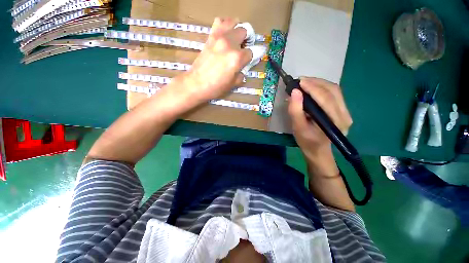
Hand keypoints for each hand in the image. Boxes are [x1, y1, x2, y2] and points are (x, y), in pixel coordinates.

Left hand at [179, 17, 252, 102]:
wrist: (196, 84)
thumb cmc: (216, 87)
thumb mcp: (233, 84)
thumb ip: (241, 74)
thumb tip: (243, 69)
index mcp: (237, 58)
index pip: (251, 52)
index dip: (251, 57)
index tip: (248, 61)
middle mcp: (230, 44)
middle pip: (244, 32)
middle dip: (246, 41)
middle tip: (242, 50)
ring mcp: (219, 38)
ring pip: (234, 22)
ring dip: (237, 30)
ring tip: (235, 40)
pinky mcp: (210, 36)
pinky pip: (219, 22)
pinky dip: (224, 25)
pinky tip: (225, 35)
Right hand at [288, 78, 351, 175]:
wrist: (317, 149)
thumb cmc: (306, 141)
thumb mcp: (297, 127)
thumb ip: (295, 110)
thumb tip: (294, 92)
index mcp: (335, 122)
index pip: (326, 99)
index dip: (312, 88)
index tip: (299, 82)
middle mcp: (345, 115)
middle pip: (333, 91)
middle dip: (315, 83)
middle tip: (300, 81)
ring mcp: (346, 112)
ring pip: (334, 90)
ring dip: (319, 83)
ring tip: (304, 83)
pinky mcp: (342, 109)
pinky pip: (333, 94)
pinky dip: (321, 88)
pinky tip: (312, 88)